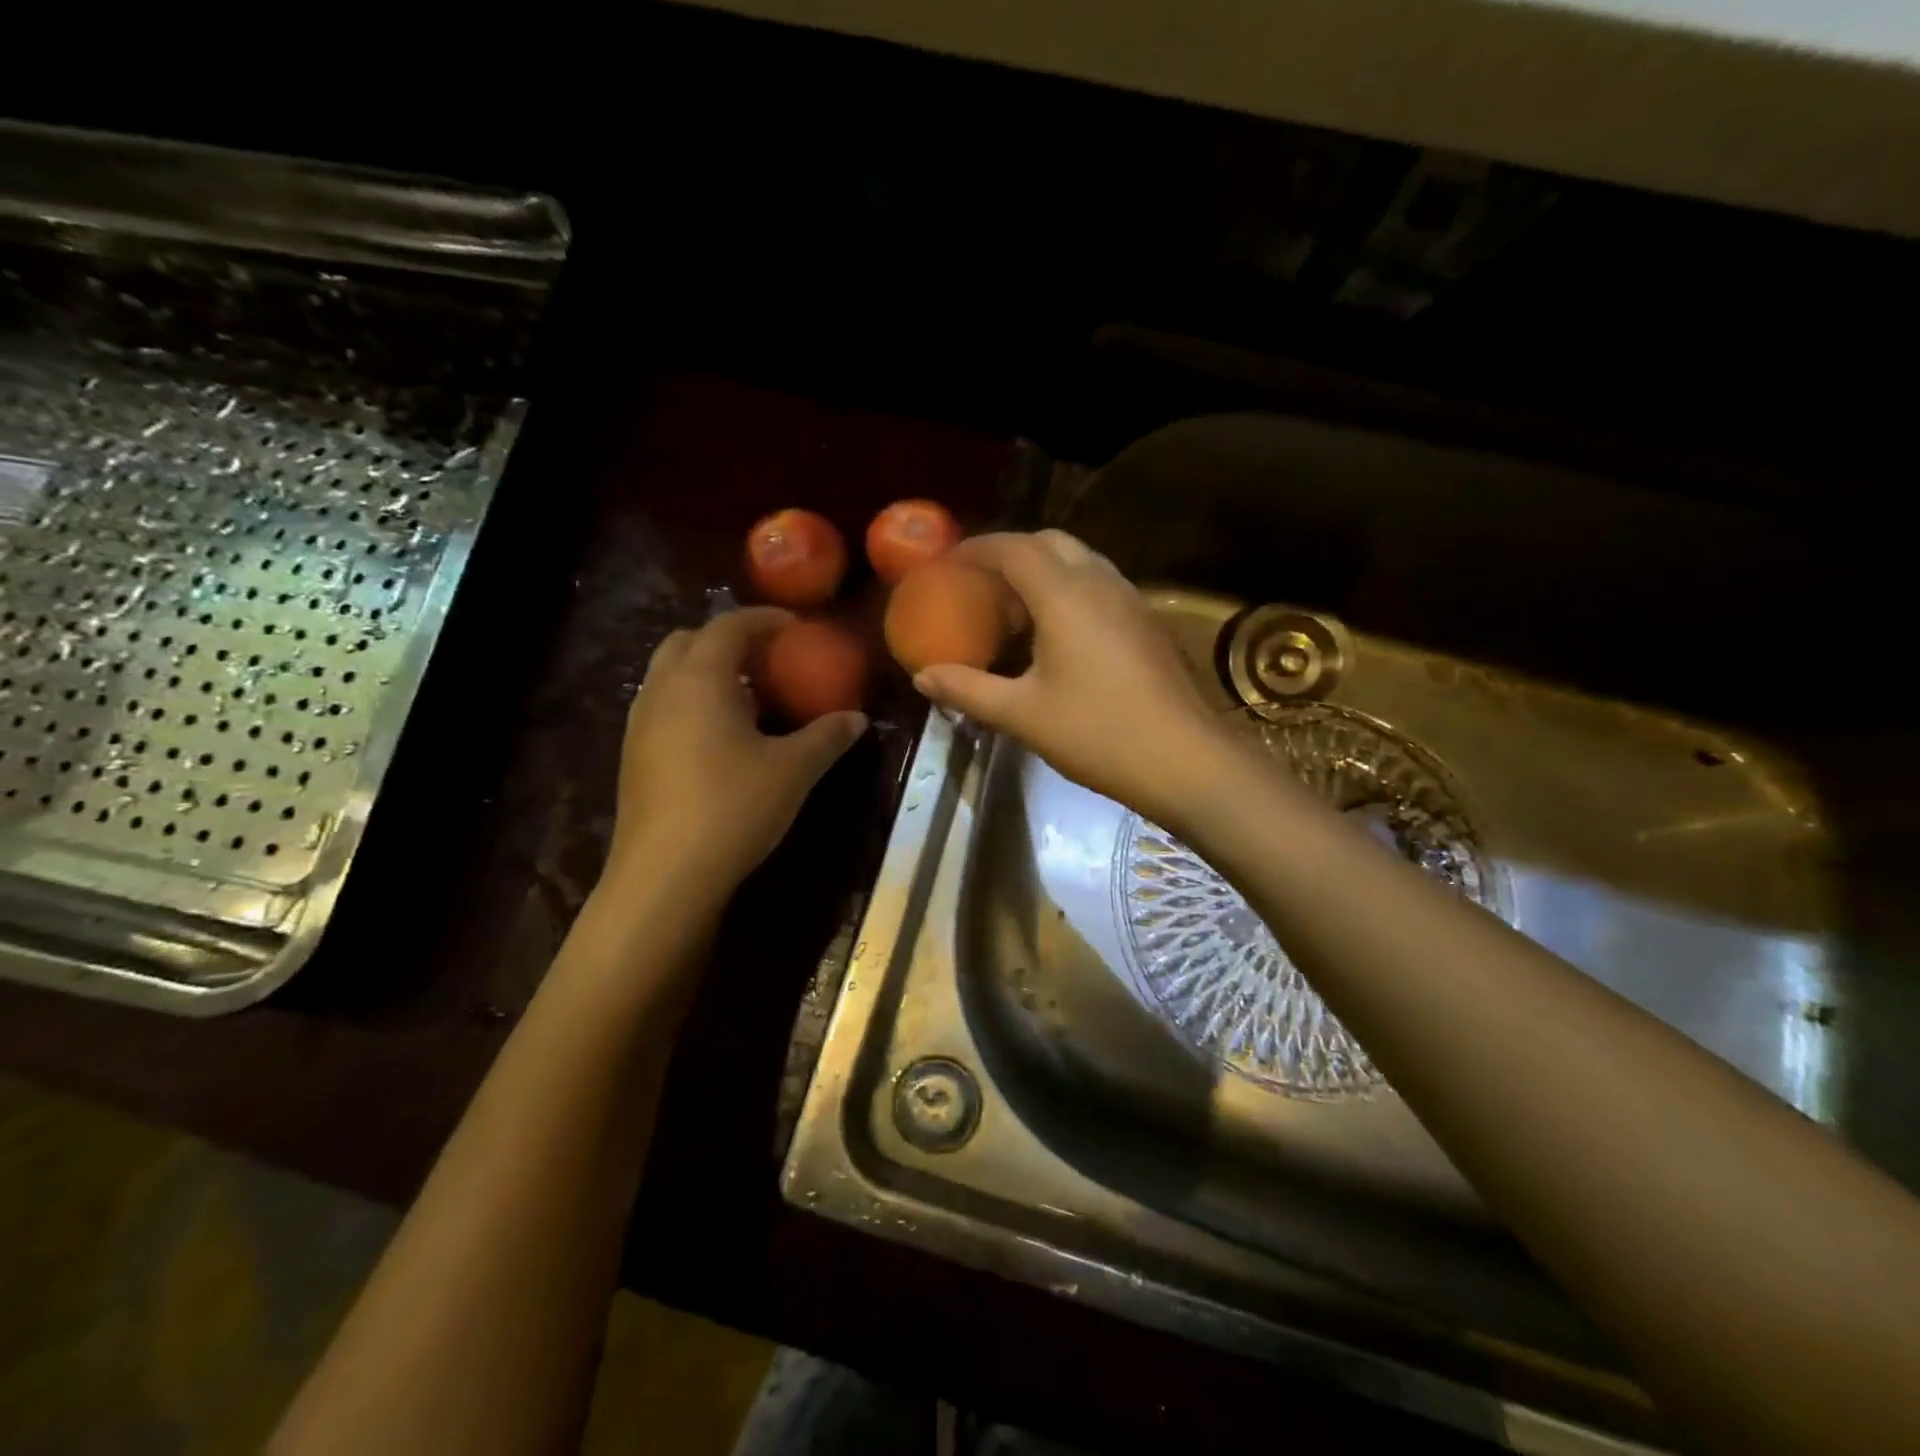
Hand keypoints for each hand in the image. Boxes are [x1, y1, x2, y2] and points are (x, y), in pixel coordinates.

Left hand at [604, 608, 867, 897]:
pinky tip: (721, 738)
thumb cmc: (734, 807)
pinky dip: (692, 702)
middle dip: (726, 639)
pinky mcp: (634, 756)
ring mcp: (640, 724)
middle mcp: (662, 690)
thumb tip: (857, 718)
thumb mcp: (793, 770)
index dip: (763, 619)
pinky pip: (663, 707)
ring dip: (706, 671)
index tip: (794, 626)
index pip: (729, 626)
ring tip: (747, 697)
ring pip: (669, 675)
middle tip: (765, 657)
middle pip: (688, 641)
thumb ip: (827, 736)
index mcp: (700, 679)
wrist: (665, 875)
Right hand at [912, 530, 1232, 826]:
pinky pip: (1100, 586)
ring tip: (1014, 609)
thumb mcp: (1022, 714)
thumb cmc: (1097, 733)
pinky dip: (1069, 591)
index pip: (1014, 548)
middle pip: (1050, 543)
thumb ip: (967, 690)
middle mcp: (1101, 583)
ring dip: (1043, 571)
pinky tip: (1057, 635)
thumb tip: (922, 678)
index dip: (976, 549)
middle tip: (980, 584)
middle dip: (1011, 553)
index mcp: (1066, 595)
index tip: (947, 562)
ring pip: (1081, 562)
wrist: (1185, 761)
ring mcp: (1131, 600)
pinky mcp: (1148, 623)